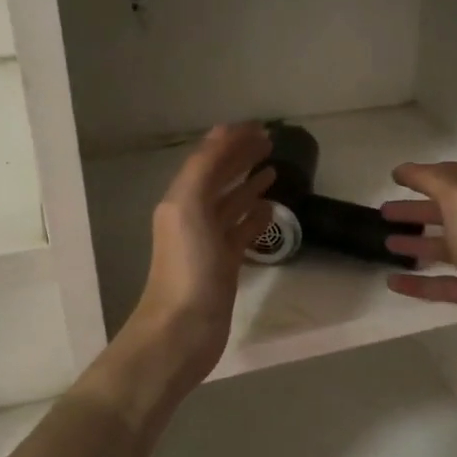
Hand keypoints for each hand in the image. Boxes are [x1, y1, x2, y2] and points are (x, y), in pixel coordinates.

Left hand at [120, 122, 274, 391]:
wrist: (183, 329)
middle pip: (220, 178)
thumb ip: (204, 167)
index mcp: (182, 199)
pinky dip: (255, 218)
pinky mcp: (224, 266)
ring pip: (231, 205)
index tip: (260, 127)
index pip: (208, 158)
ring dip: (249, 185)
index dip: (231, 140)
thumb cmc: (187, 266)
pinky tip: (271, 210)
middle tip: (271, 143)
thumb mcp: (189, 206)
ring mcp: (209, 242)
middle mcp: (193, 216)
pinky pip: (241, 233)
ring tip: (274, 171)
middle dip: (241, 158)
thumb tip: (225, 134)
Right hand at [381, 161, 456, 372]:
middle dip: (414, 210)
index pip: (452, 177)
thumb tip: (405, 170)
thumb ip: (431, 179)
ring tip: (386, 243)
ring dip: (414, 243)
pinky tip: (393, 283)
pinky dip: (417, 282)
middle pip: (445, 212)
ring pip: (443, 246)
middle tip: (383, 213)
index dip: (423, 174)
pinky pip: (441, 282)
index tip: (394, 179)